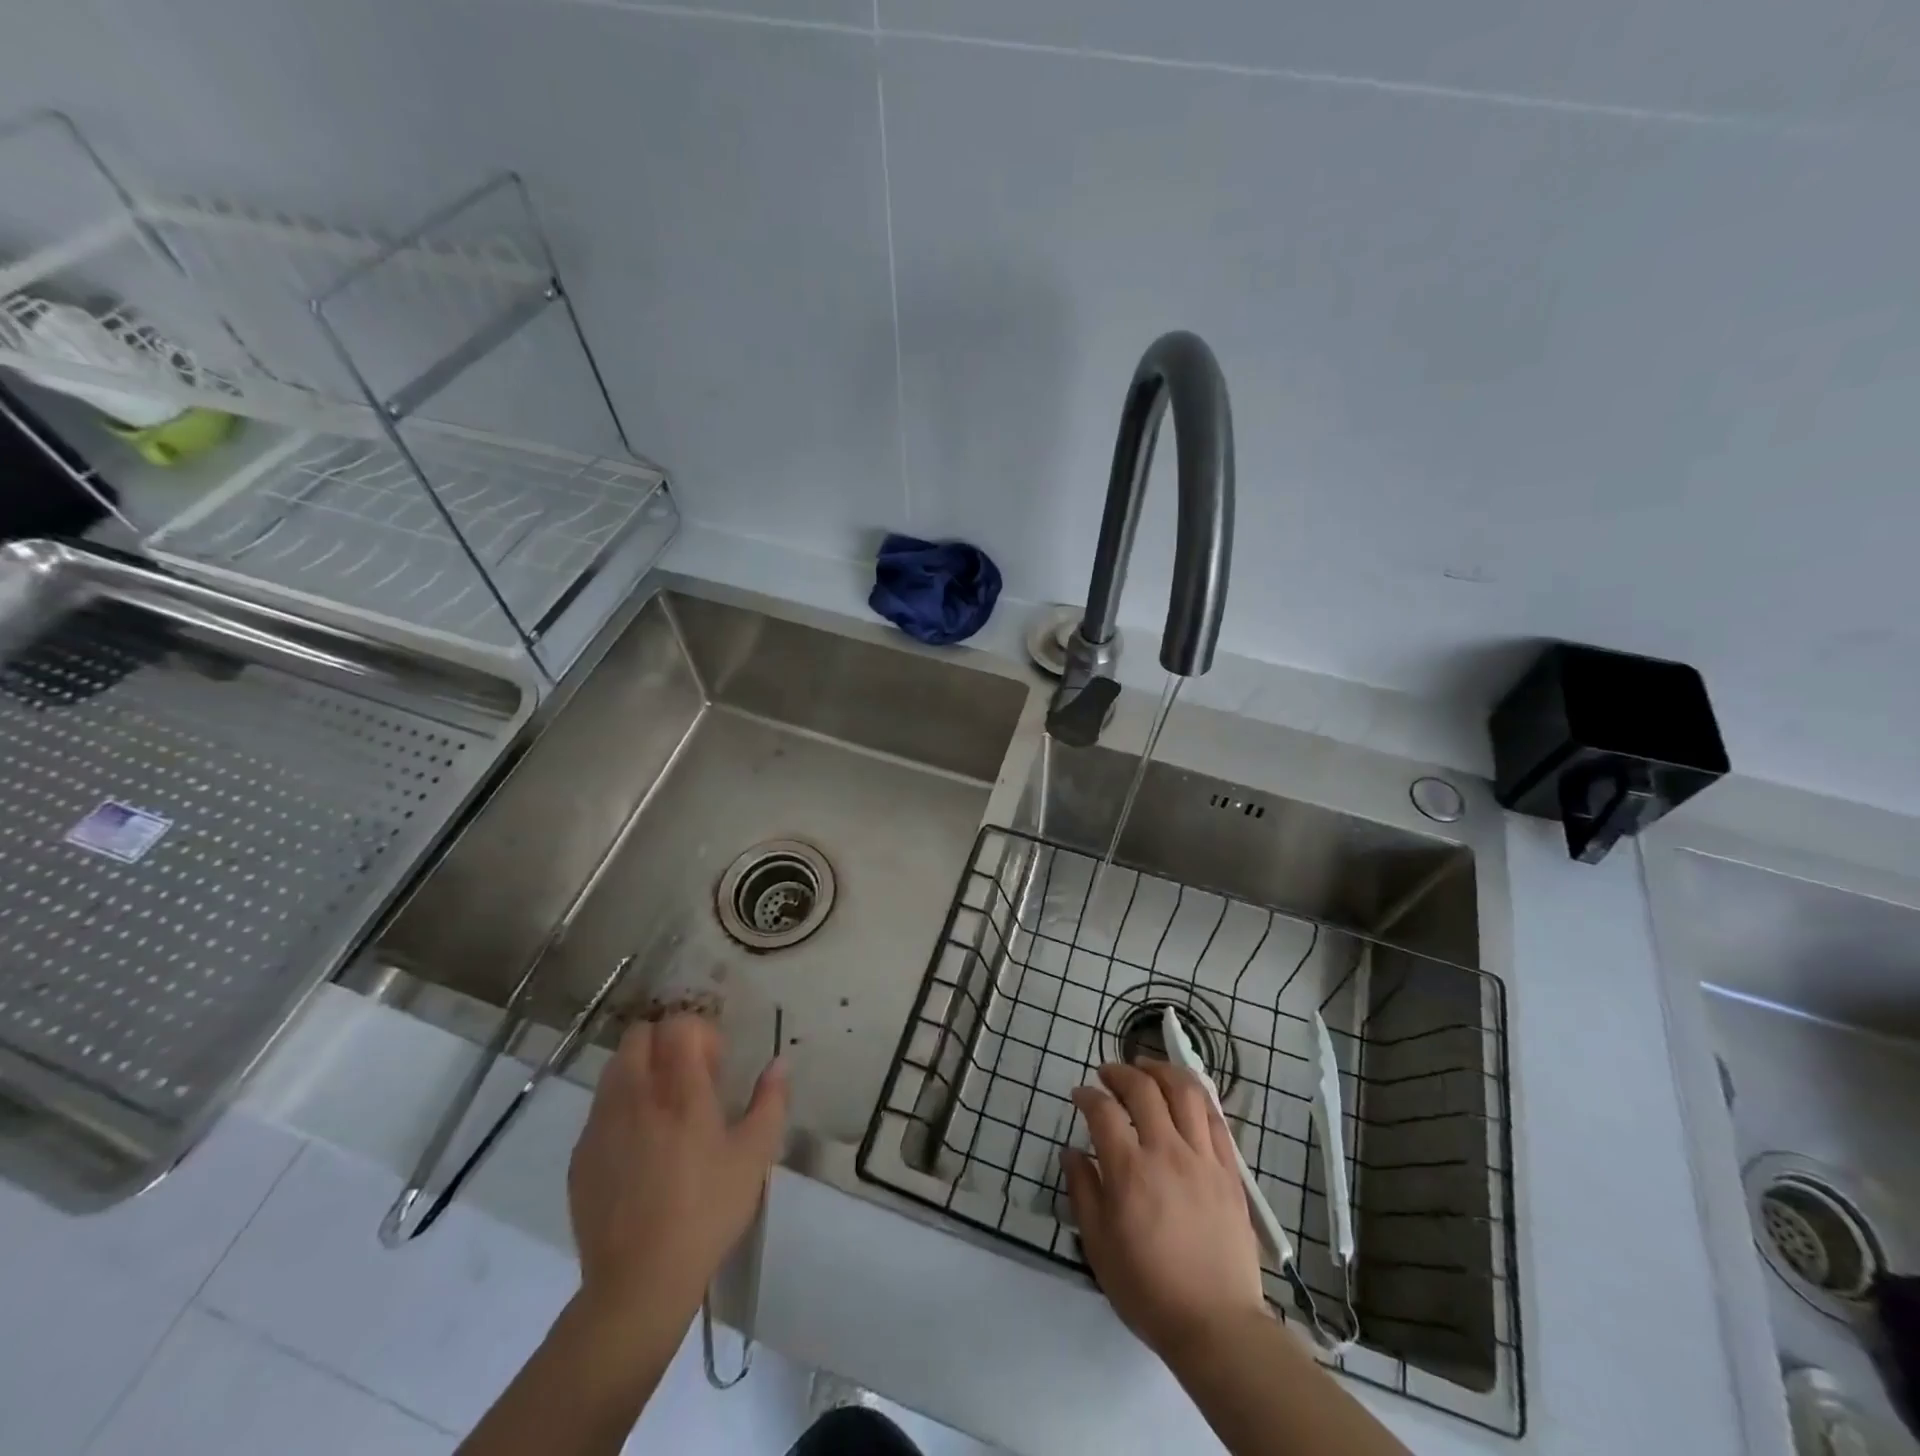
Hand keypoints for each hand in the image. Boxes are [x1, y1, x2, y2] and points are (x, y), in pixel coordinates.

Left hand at [566, 1016, 787, 1323]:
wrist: (638, 1282)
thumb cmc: (706, 1212)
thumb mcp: (754, 1156)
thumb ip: (770, 1101)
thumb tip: (779, 1063)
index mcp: (679, 1091)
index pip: (679, 1025)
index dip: (701, 1034)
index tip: (717, 1067)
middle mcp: (635, 1096)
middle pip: (640, 1035)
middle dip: (667, 1043)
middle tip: (691, 1079)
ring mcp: (601, 1124)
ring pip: (616, 1067)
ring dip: (642, 1070)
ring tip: (665, 1110)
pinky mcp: (580, 1154)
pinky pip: (601, 1108)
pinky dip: (622, 1107)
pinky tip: (641, 1148)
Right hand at [1063, 1062, 1269, 1363]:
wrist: (1217, 1325)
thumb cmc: (1149, 1290)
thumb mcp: (1099, 1247)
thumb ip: (1082, 1191)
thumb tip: (1071, 1152)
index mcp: (1130, 1171)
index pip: (1103, 1111)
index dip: (1087, 1095)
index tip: (1079, 1095)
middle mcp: (1167, 1152)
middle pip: (1143, 1088)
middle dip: (1120, 1071)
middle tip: (1108, 1073)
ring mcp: (1203, 1158)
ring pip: (1185, 1090)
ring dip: (1161, 1070)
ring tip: (1147, 1069)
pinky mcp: (1229, 1170)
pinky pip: (1214, 1117)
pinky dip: (1196, 1096)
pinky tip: (1184, 1095)